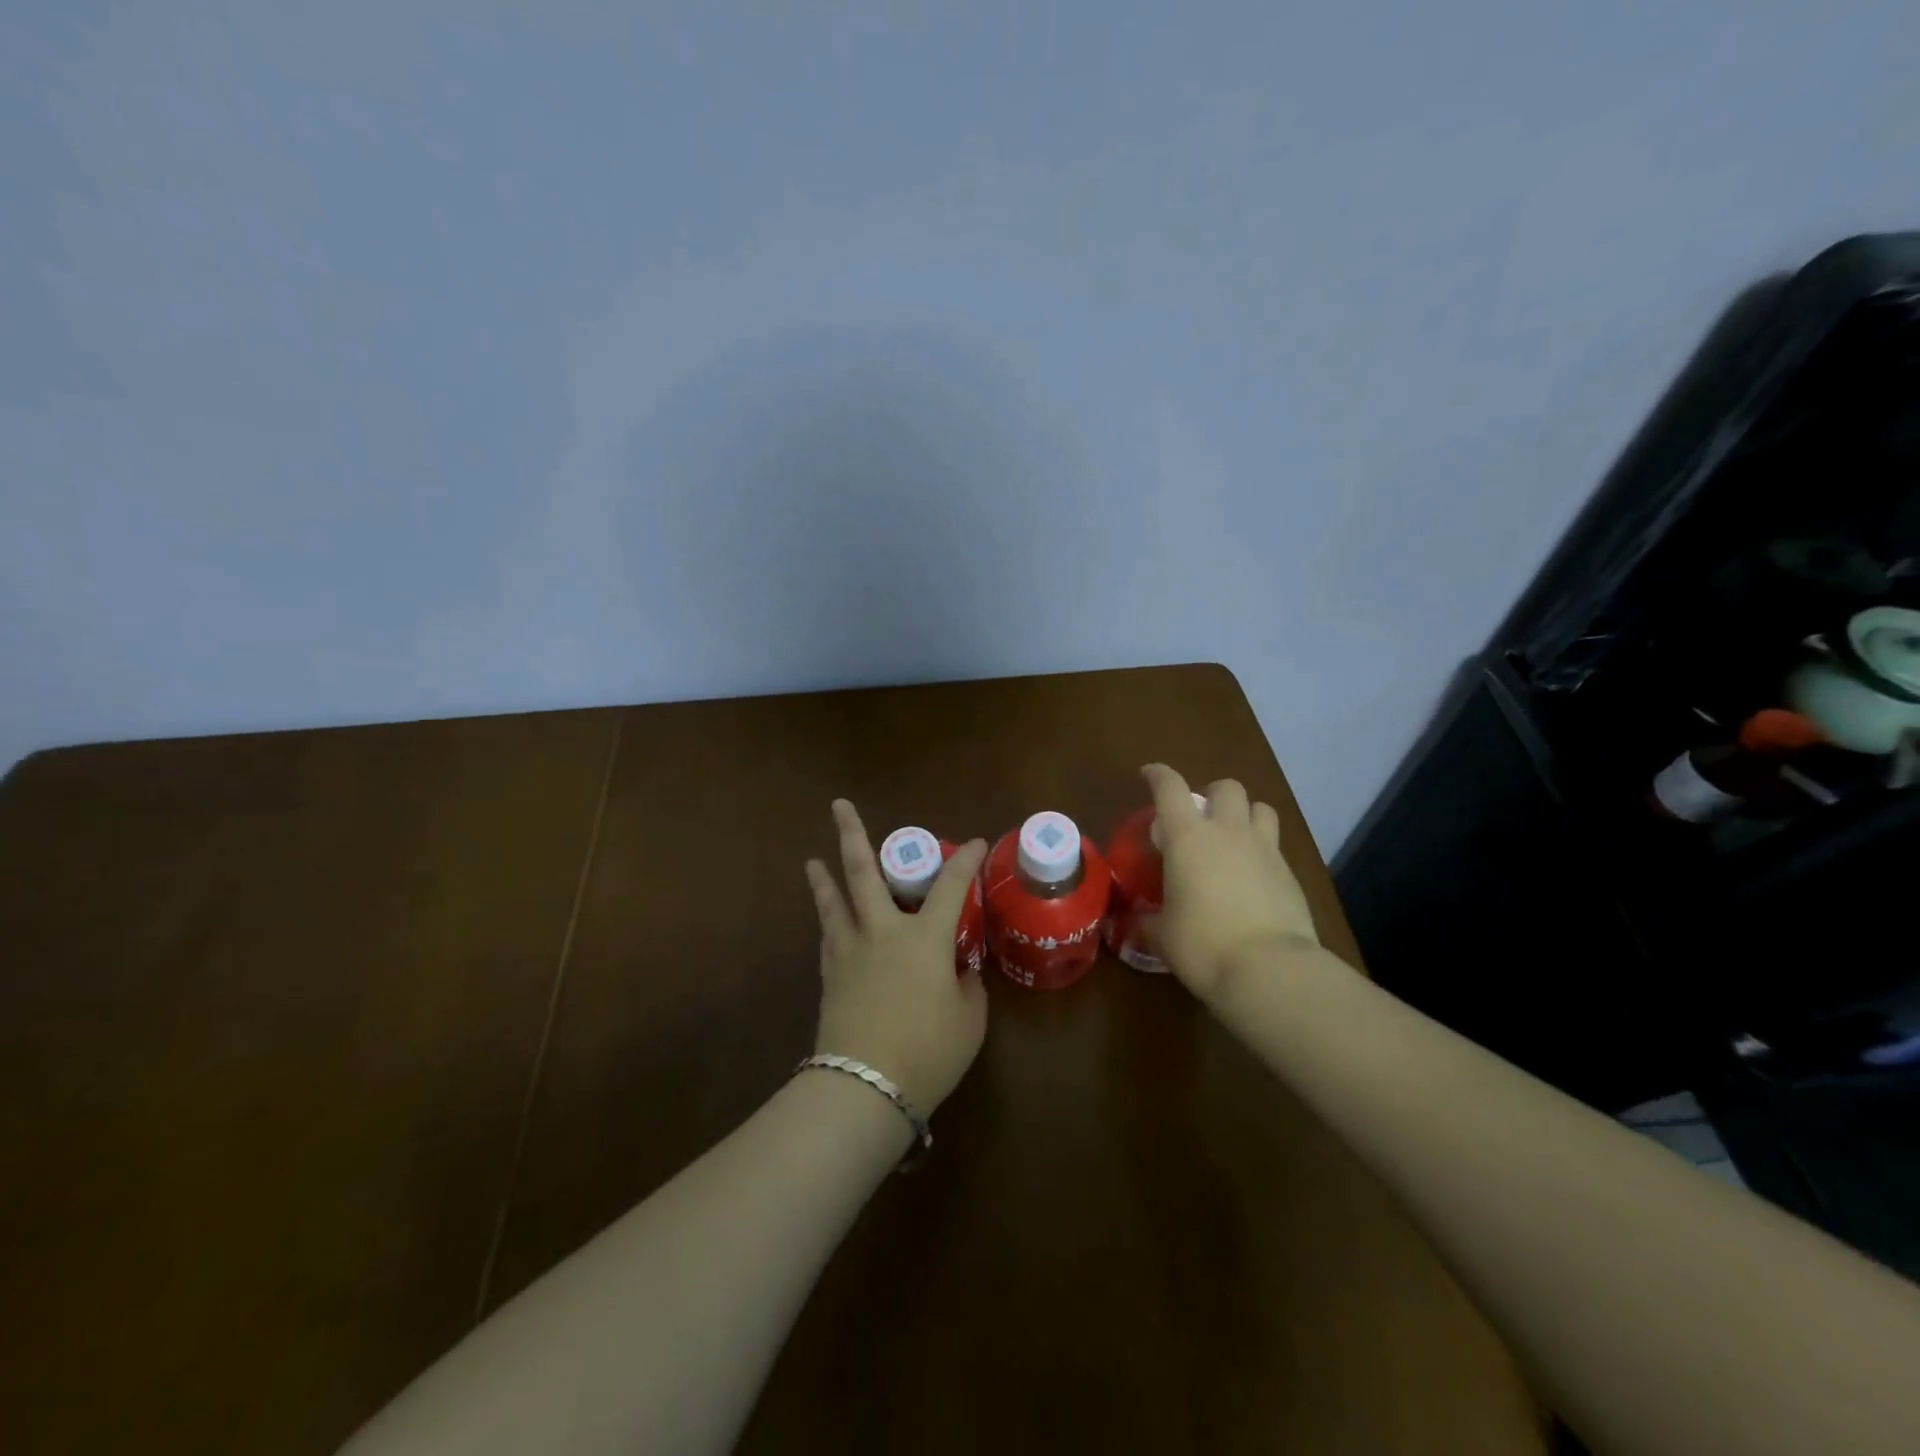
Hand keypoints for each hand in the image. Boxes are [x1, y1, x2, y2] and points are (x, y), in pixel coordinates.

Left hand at [804, 800, 989, 1114]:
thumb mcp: (969, 1020)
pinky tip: (827, 918)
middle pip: (863, 873)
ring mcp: (851, 950)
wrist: (864, 1087)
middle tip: (838, 805)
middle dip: (852, 835)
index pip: (951, 887)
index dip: (965, 861)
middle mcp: (883, 931)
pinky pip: (829, 935)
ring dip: (824, 877)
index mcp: (925, 938)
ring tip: (813, 860)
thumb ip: (967, 986)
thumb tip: (959, 971)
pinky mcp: (830, 974)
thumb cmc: (928, 1052)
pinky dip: (828, 919)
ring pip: (834, 901)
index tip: (975, 843)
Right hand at [1140, 764, 1319, 1001]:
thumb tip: (1137, 921)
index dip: (1158, 775)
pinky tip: (1253, 877)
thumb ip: (1147, 921)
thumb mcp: (1162, 935)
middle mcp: (1228, 832)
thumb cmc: (1202, 944)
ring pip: (1261, 808)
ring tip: (1234, 838)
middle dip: (1212, 794)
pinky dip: (1262, 851)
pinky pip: (1276, 846)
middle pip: (1226, 787)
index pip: (1170, 788)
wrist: (1269, 969)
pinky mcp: (1290, 874)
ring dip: (1245, 814)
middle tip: (1200, 818)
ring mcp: (1265, 850)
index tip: (1148, 774)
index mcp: (1187, 837)